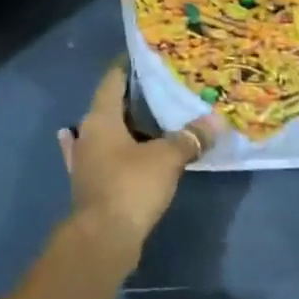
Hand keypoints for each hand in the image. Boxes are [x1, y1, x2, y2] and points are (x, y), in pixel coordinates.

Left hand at [59, 61, 218, 255]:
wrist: (103, 238)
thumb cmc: (131, 186)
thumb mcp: (167, 159)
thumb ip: (189, 138)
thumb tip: (215, 121)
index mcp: (101, 116)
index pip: (113, 79)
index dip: (128, 67)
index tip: (148, 59)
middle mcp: (87, 131)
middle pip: (108, 105)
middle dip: (132, 98)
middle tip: (160, 91)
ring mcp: (83, 158)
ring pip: (102, 132)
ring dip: (120, 126)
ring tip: (145, 118)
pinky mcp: (87, 183)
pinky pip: (98, 157)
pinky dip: (107, 151)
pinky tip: (108, 148)